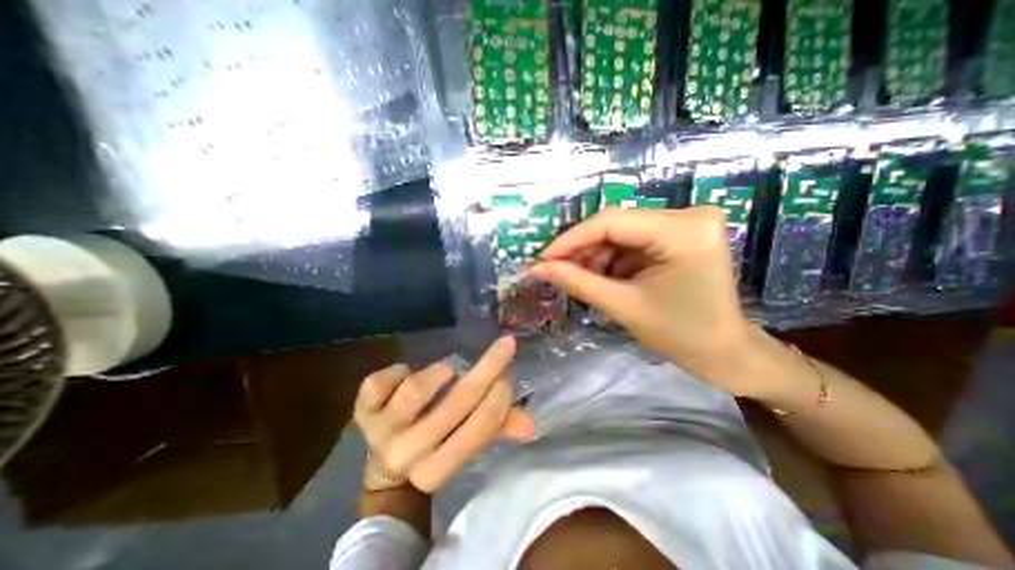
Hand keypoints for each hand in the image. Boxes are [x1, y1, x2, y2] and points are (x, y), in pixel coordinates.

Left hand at [354, 337, 533, 491]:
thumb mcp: (467, 440)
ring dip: (439, 374)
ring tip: (449, 370)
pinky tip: (405, 373)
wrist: (386, 462)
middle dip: (487, 370)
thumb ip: (498, 428)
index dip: (499, 399)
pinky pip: (378, 382)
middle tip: (505, 346)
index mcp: (438, 468)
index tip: (509, 374)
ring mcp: (381, 431)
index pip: (479, 430)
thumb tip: (530, 423)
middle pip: (454, 405)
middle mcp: (408, 453)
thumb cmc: (437, 443)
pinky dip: (397, 371)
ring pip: (414, 392)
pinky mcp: (362, 410)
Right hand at [534, 207, 755, 394]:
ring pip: (620, 233)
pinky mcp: (678, 235)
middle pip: (615, 225)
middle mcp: (687, 215)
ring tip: (581, 281)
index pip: (610, 221)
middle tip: (555, 272)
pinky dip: (611, 260)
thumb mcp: (623, 306)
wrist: (724, 353)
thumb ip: (577, 282)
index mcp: (683, 230)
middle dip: (582, 251)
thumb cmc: (681, 335)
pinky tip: (601, 279)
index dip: (570, 239)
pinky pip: (631, 242)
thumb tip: (538, 268)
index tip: (542, 259)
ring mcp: (684, 223)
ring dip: (595, 257)